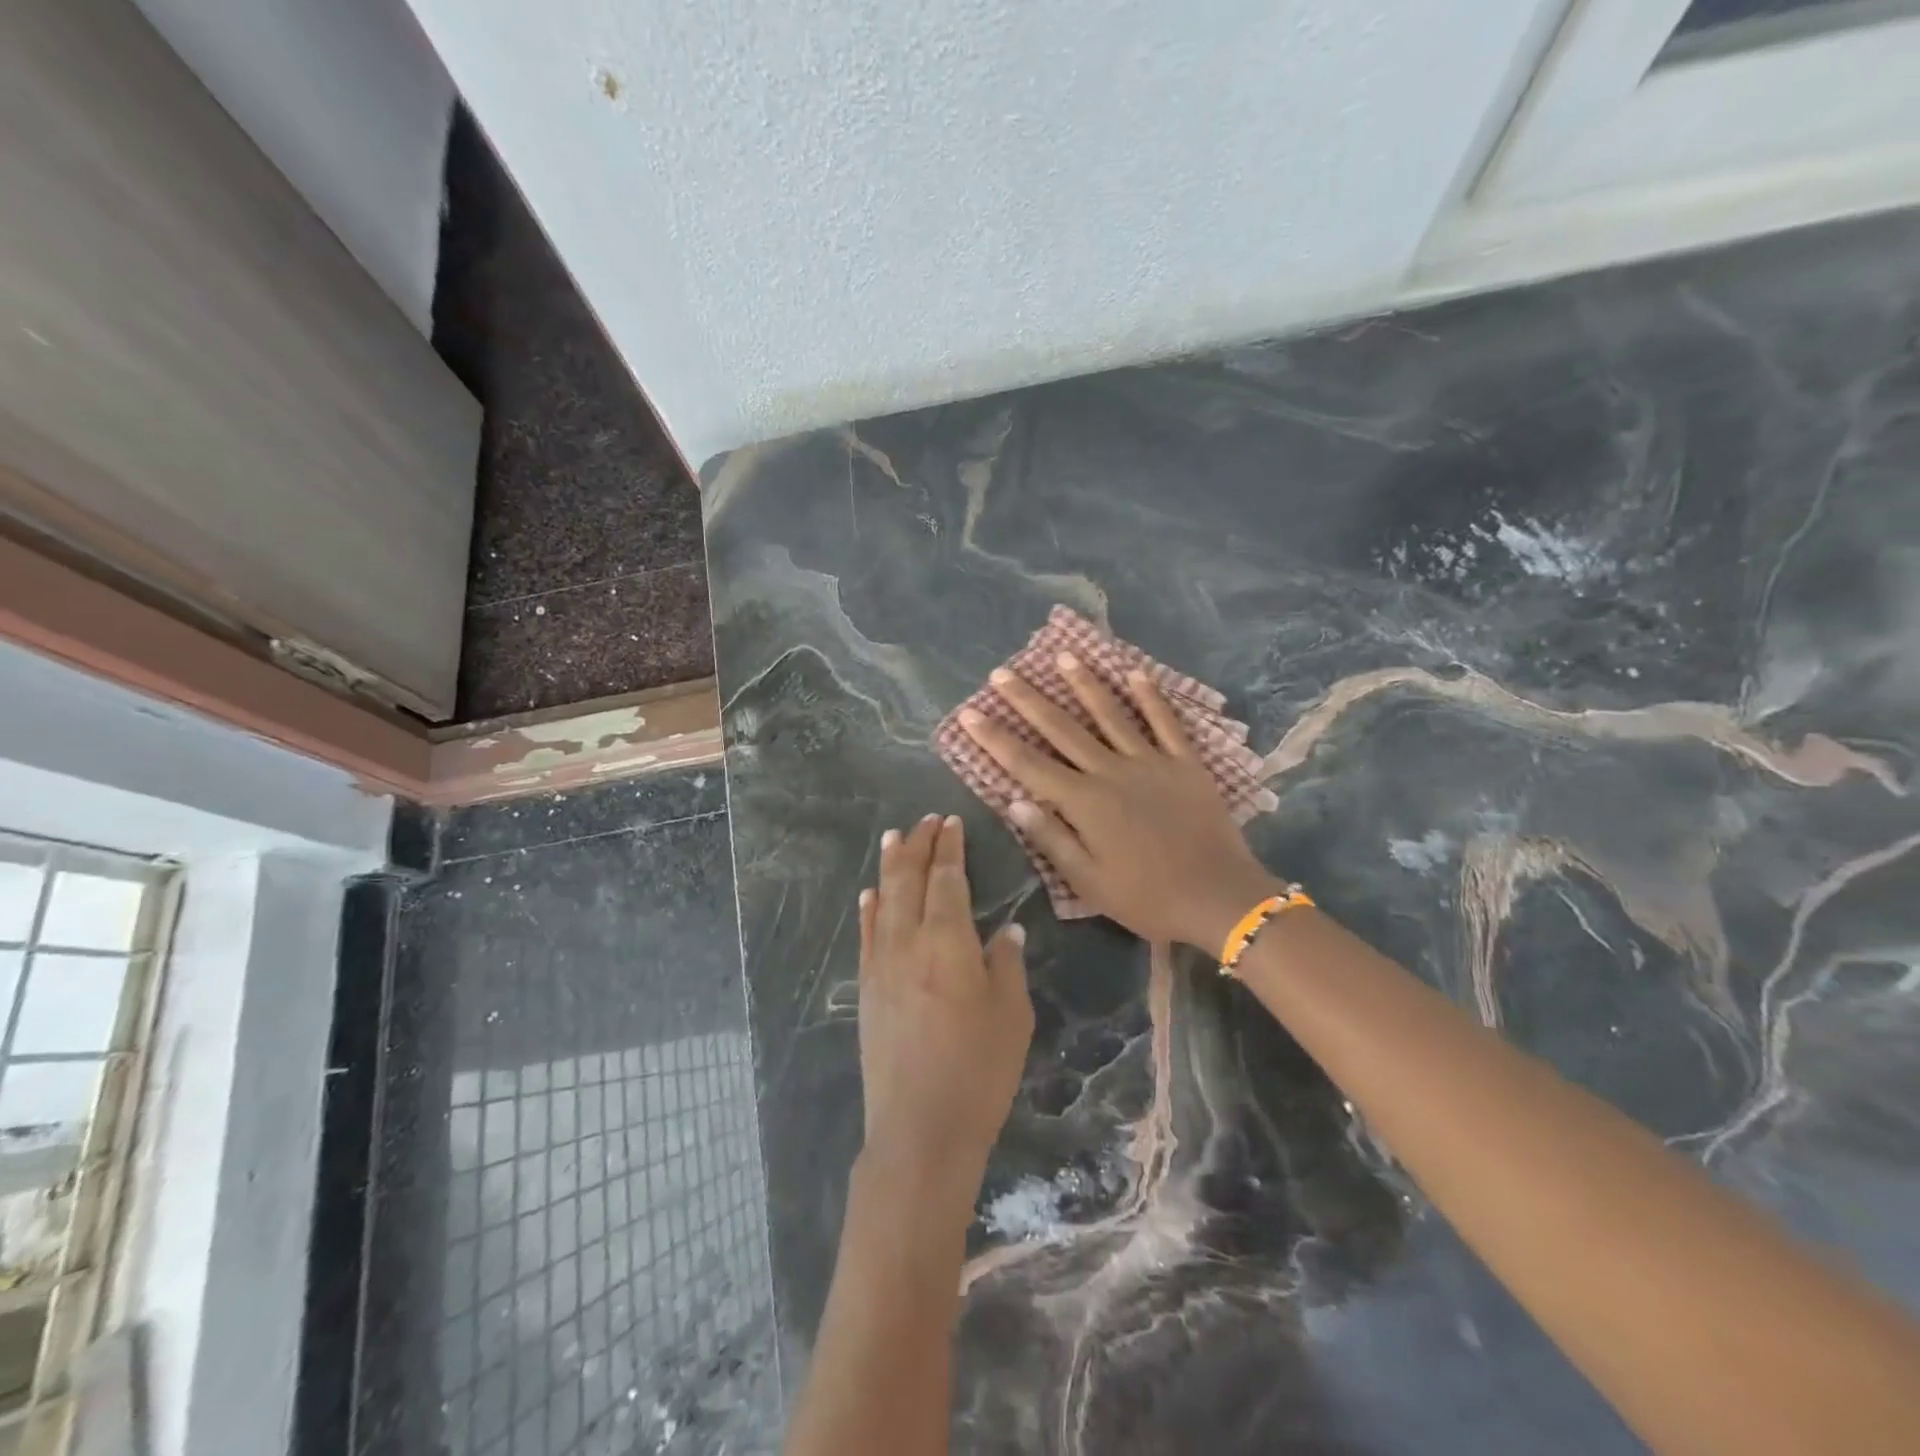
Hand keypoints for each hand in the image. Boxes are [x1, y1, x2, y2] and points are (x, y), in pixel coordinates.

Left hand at [857, 815, 1033, 1200]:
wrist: (920, 1128)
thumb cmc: (979, 1070)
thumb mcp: (1012, 1015)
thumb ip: (1006, 964)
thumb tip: (1005, 929)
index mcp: (949, 941)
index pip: (947, 879)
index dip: (949, 848)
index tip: (951, 822)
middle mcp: (909, 941)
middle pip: (910, 880)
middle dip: (918, 845)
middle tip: (925, 820)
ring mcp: (882, 964)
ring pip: (884, 900)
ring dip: (890, 865)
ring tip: (894, 837)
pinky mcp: (867, 988)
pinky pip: (866, 935)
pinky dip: (868, 908)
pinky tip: (870, 894)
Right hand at [959, 654, 1282, 953]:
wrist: (1219, 897)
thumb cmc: (1147, 898)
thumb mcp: (1089, 881)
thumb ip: (1052, 839)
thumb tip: (1014, 801)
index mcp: (1084, 803)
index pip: (1028, 764)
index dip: (995, 738)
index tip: (970, 713)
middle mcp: (1111, 772)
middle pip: (1062, 728)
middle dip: (1028, 699)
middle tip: (1003, 672)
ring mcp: (1151, 762)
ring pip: (1111, 714)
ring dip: (1085, 683)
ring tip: (1063, 656)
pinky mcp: (1186, 763)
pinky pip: (1165, 722)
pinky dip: (1151, 696)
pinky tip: (1136, 672)